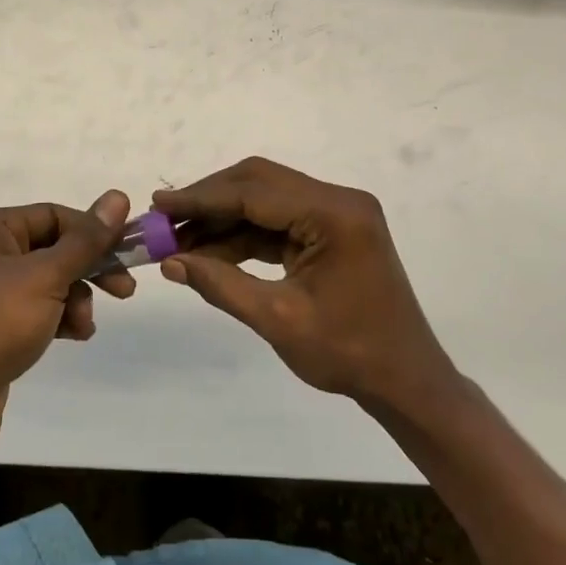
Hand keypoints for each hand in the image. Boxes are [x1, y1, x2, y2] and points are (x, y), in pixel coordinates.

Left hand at [0, 191, 134, 461]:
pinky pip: (38, 310)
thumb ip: (86, 240)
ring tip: (84, 324)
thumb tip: (118, 196)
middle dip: (90, 269)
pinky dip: (60, 318)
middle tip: (124, 289)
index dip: (93, 232)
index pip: (54, 215)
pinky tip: (75, 336)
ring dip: (76, 298)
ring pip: (50, 282)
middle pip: (54, 248)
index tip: (129, 251)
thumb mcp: (45, 276)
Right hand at [153, 157, 456, 409]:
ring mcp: (336, 213)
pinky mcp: (331, 230)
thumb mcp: (278, 319)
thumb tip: (170, 262)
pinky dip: (243, 235)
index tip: (159, 204)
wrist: (406, 380)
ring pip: (265, 200)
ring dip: (223, 218)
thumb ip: (221, 284)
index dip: (202, 198)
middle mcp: (338, 200)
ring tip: (178, 240)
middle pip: (259, 183)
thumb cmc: (349, 354)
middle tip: (165, 219)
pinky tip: (209, 251)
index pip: (254, 193)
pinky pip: (278, 221)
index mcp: (334, 214)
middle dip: (209, 201)